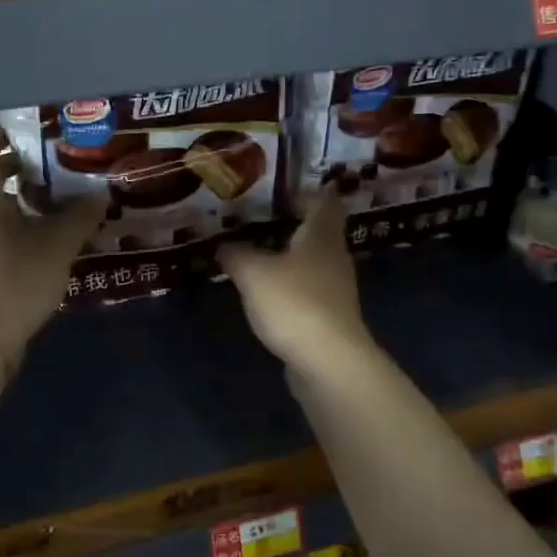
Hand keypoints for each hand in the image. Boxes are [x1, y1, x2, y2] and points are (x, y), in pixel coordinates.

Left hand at [0, 126, 101, 365]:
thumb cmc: (14, 279)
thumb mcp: (57, 246)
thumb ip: (79, 218)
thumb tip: (97, 197)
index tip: (21, 129)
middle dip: (15, 168)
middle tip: (51, 165)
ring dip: (19, 201)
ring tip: (56, 203)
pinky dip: (16, 229)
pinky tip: (44, 241)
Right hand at [218, 191, 374, 374]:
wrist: (329, 362)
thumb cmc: (294, 303)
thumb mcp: (253, 273)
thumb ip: (235, 254)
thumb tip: (222, 244)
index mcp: (322, 235)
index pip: (323, 200)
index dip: (302, 193)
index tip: (274, 194)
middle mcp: (334, 257)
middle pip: (317, 231)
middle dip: (288, 225)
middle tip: (253, 223)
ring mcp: (334, 289)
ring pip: (310, 261)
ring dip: (286, 256)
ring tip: (252, 255)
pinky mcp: (328, 317)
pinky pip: (306, 289)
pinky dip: (287, 285)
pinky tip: (263, 292)